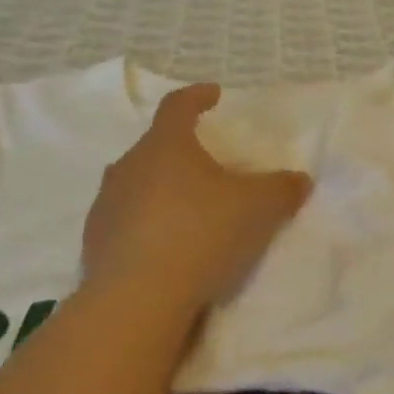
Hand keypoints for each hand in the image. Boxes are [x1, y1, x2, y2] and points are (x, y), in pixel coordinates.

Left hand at [85, 84, 312, 315]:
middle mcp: (128, 166)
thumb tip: (300, 180)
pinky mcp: (94, 243)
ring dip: (159, 190)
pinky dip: (145, 226)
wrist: (138, 297)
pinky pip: (124, 222)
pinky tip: (165, 248)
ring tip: (185, 209)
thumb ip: (281, 189)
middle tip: (206, 165)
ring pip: (135, 185)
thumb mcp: (258, 209)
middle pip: (154, 147)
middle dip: (180, 151)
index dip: (197, 97)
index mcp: (165, 145)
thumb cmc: (201, 233)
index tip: (213, 95)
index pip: (178, 106)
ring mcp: (106, 204)